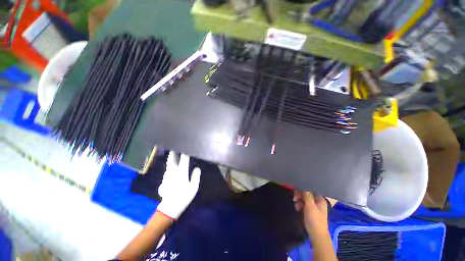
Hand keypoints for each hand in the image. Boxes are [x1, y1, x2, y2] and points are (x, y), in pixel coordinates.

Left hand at [156, 151, 200, 219]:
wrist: (170, 207)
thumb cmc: (184, 196)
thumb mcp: (194, 187)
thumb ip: (196, 176)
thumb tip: (197, 168)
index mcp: (181, 171)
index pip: (184, 158)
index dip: (185, 152)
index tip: (187, 147)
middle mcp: (172, 171)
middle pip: (172, 158)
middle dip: (173, 152)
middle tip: (175, 146)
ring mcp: (167, 175)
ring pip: (169, 164)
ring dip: (171, 158)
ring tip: (174, 154)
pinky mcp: (164, 180)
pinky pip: (168, 170)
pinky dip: (170, 166)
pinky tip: (172, 167)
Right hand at [293, 191, 329, 236]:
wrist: (316, 235)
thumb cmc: (314, 219)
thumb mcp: (310, 206)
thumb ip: (307, 195)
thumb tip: (303, 185)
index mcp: (320, 199)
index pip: (311, 189)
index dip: (304, 188)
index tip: (296, 189)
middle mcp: (317, 201)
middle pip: (307, 193)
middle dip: (300, 195)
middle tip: (294, 198)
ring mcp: (313, 206)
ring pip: (304, 198)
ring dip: (299, 200)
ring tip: (295, 204)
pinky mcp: (310, 211)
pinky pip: (303, 204)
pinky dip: (299, 205)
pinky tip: (297, 208)